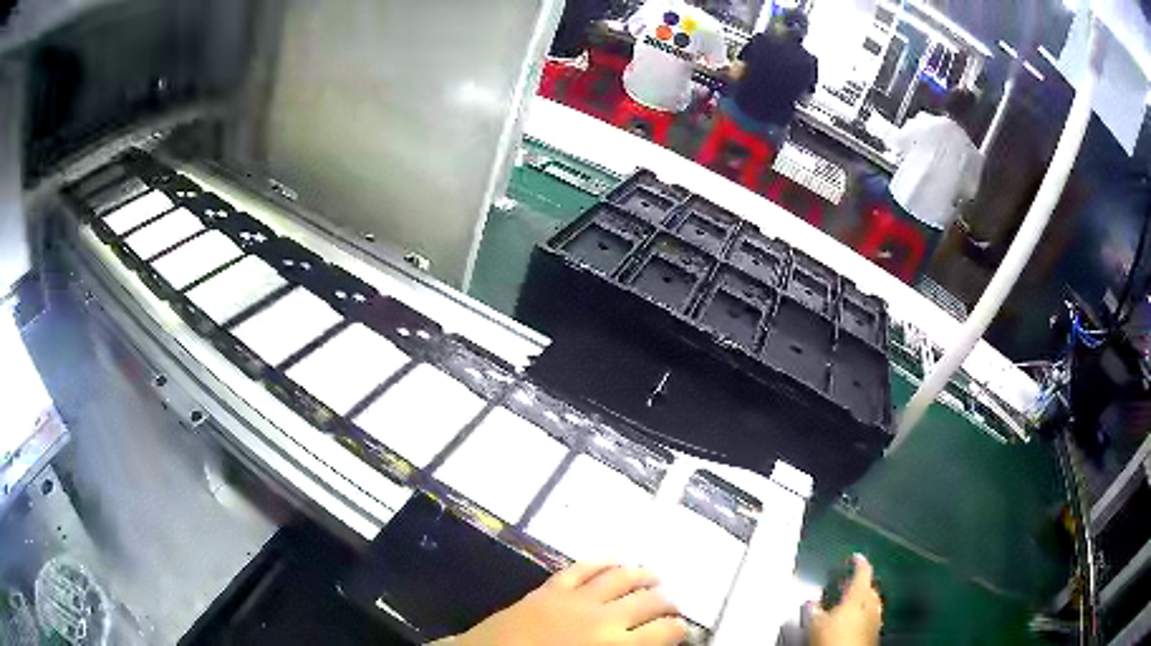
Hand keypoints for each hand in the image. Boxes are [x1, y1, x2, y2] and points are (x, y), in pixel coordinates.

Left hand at [454, 563, 686, 645]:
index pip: (665, 632)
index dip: (678, 629)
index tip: (680, 630)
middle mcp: (604, 618)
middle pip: (649, 601)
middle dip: (666, 602)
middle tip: (672, 605)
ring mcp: (576, 599)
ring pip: (621, 578)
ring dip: (642, 575)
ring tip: (655, 575)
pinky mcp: (550, 589)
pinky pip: (581, 568)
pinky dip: (601, 562)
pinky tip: (613, 560)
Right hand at [809, 555, 882, 645]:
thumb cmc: (833, 638)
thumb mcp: (816, 623)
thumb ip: (814, 608)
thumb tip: (811, 600)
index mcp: (859, 594)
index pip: (863, 571)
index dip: (859, 562)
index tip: (855, 557)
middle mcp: (872, 602)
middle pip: (869, 587)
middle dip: (858, 585)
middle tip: (845, 585)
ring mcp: (876, 616)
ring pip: (871, 601)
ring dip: (861, 600)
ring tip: (847, 604)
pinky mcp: (876, 630)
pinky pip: (871, 615)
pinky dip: (863, 613)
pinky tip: (852, 621)